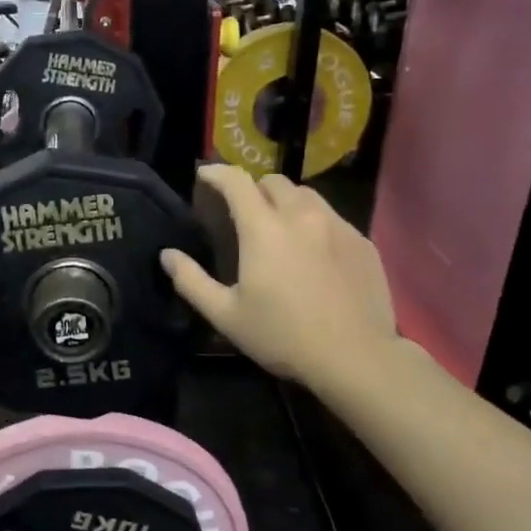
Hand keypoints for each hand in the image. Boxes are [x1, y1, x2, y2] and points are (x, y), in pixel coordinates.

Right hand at [161, 165, 397, 388]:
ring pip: (307, 195)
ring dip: (286, 201)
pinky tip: (313, 251)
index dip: (217, 173)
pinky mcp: (362, 241)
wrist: (356, 358)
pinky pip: (332, 217)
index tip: (204, 175)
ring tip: (279, 226)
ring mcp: (337, 226)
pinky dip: (314, 222)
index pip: (237, 182)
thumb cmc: (283, 336)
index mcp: (263, 230)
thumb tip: (167, 255)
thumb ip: (191, 281)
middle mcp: (301, 216)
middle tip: (243, 211)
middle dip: (253, 188)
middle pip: (274, 181)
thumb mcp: (226, 315)